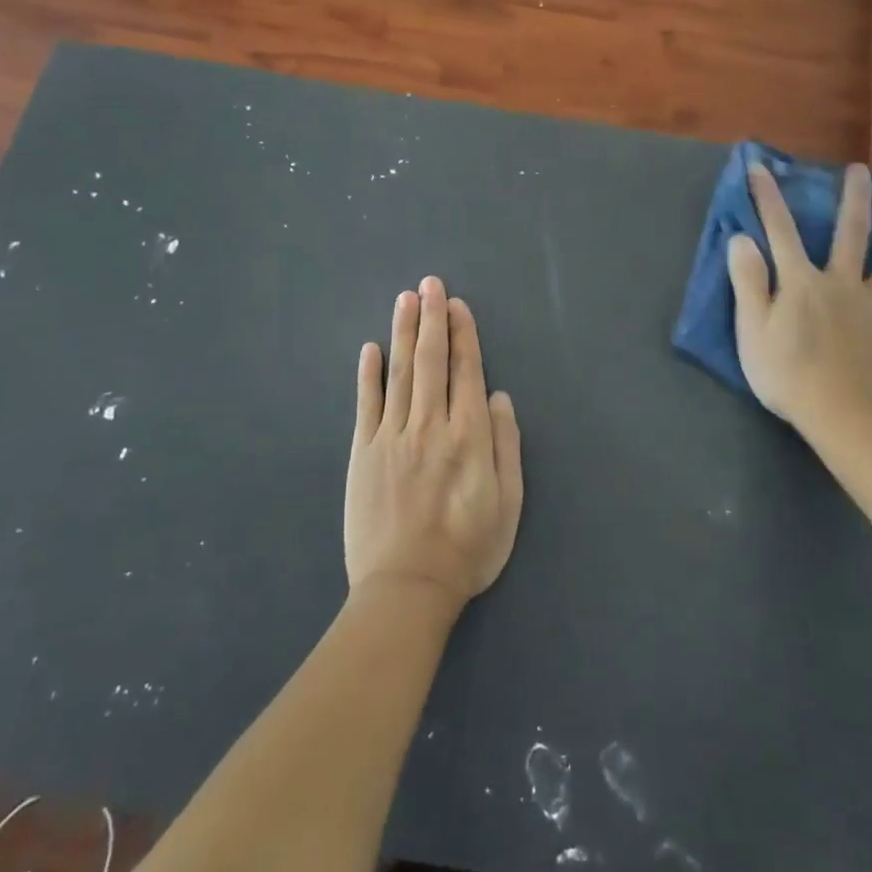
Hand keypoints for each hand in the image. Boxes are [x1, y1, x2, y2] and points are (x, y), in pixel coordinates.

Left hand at [345, 276, 523, 612]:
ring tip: (405, 299)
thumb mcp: (509, 503)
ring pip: (399, 373)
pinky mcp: (363, 453)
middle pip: (430, 361)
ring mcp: (391, 437)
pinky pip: (366, 404)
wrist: (406, 589)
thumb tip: (499, 396)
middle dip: (431, 318)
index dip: (462, 334)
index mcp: (468, 436)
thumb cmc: (468, 549)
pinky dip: (368, 374)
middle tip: (429, 283)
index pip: (465, 371)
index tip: (456, 304)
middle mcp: (430, 425)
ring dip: (402, 332)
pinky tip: (370, 348)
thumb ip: (506, 445)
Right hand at [727, 163, 871, 444]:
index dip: (768, 199)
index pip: (780, 232)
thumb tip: (742, 238)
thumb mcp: (751, 329)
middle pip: (850, 234)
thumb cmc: (787, 374)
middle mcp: (842, 283)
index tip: (761, 167)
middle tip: (862, 171)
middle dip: (854, 200)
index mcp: (802, 282)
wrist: (840, 414)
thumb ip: (748, 281)